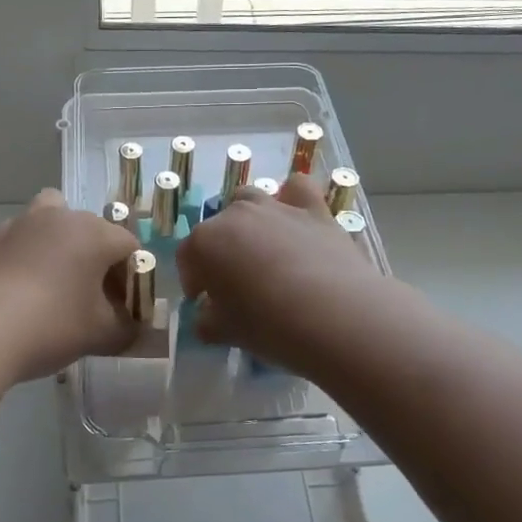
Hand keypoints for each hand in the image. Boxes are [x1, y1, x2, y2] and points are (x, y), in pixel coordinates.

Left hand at [0, 190, 140, 381]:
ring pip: (47, 225)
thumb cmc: (50, 325)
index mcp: (92, 232)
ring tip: (50, 288)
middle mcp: (56, 217)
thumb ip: (127, 329)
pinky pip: (15, 245)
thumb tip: (133, 328)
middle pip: (88, 230)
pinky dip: (22, 262)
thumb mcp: (100, 335)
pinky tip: (14, 298)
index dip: (132, 278)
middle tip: (91, 298)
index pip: (128, 246)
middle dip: (95, 259)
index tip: (123, 308)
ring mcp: (15, 225)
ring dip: (56, 248)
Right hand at [176, 173, 388, 375]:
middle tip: (236, 283)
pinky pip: (297, 189)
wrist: (333, 314)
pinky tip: (296, 220)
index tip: (204, 302)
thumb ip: (207, 321)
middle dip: (221, 251)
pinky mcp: (313, 208)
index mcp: (204, 243)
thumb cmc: (268, 325)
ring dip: (249, 219)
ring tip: (263, 250)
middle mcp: (235, 215)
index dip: (194, 281)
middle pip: (217, 227)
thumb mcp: (226, 332)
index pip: (187, 258)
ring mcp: (275, 206)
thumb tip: (206, 317)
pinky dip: (292, 198)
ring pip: (250, 199)